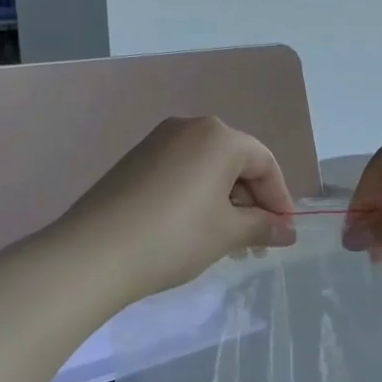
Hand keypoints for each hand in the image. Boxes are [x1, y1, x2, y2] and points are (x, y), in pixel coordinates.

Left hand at [64, 117, 296, 301]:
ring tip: (226, 241)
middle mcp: (189, 128)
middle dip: (252, 202)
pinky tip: (194, 230)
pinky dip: (197, 196)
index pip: (265, 163)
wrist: (93, 253)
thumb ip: (262, 227)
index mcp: (219, 136)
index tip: (283, 233)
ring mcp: (157, 141)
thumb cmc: (174, 237)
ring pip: (207, 168)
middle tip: (256, 242)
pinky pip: (181, 172)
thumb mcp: (227, 234)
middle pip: (236, 162)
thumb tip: (287, 231)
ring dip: (225, 202)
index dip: (280, 199)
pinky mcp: (134, 160)